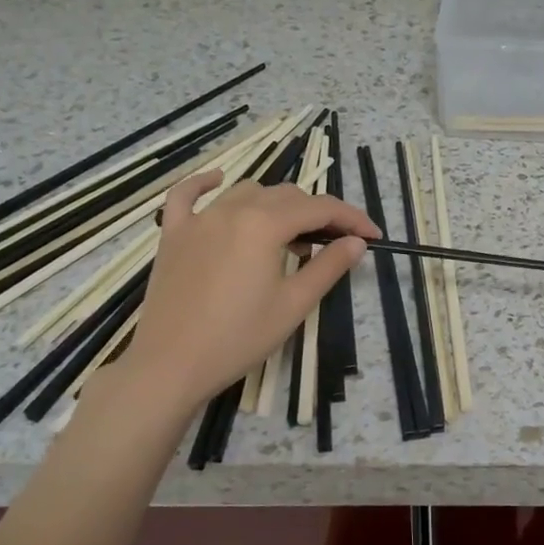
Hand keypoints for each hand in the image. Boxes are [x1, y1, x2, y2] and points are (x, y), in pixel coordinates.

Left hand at [106, 170, 377, 417]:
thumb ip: (329, 266)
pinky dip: (205, 183)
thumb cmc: (239, 337)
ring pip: (247, 193)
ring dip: (277, 205)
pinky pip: (187, 195)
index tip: (372, 236)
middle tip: (337, 243)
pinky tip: (219, 180)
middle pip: (286, 196)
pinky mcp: (173, 235)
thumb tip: (356, 242)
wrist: (171, 364)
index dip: (351, 218)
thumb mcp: (294, 304)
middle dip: (318, 213)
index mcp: (264, 225)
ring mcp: (198, 219)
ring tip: (291, 236)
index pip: (320, 208)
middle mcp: (232, 210)